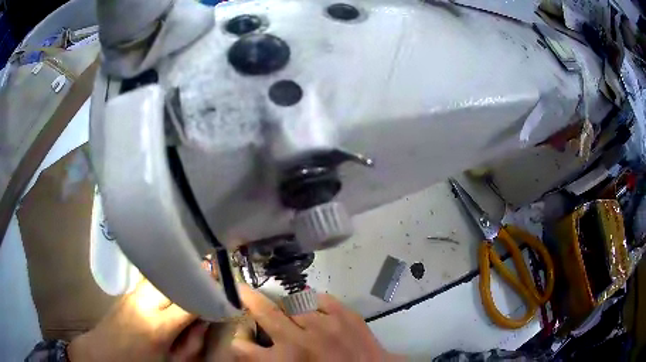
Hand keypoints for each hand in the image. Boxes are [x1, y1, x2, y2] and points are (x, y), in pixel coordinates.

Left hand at [68, 279, 203, 361]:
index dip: (211, 294)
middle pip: (176, 278)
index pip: (191, 302)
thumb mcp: (171, 361)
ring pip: (163, 272)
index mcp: (157, 326)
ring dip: (181, 273)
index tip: (227, 287)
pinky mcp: (129, 290)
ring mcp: (134, 292)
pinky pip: (153, 278)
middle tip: (213, 276)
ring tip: (195, 276)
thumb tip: (206, 318)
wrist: (101, 353)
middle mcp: (144, 302)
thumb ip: (192, 341)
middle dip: (197, 275)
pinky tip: (174, 283)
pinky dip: (168, 277)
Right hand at [231, 285, 402, 360]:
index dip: (240, 340)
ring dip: (288, 307)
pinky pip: (320, 298)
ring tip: (292, 313)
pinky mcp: (347, 315)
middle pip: (265, 312)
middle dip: (250, 299)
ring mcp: (325, 325)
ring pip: (293, 302)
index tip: (243, 335)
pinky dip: (314, 303)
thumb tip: (258, 348)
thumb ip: (270, 361)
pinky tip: (316, 312)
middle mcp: (299, 342)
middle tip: (244, 291)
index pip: (242, 346)